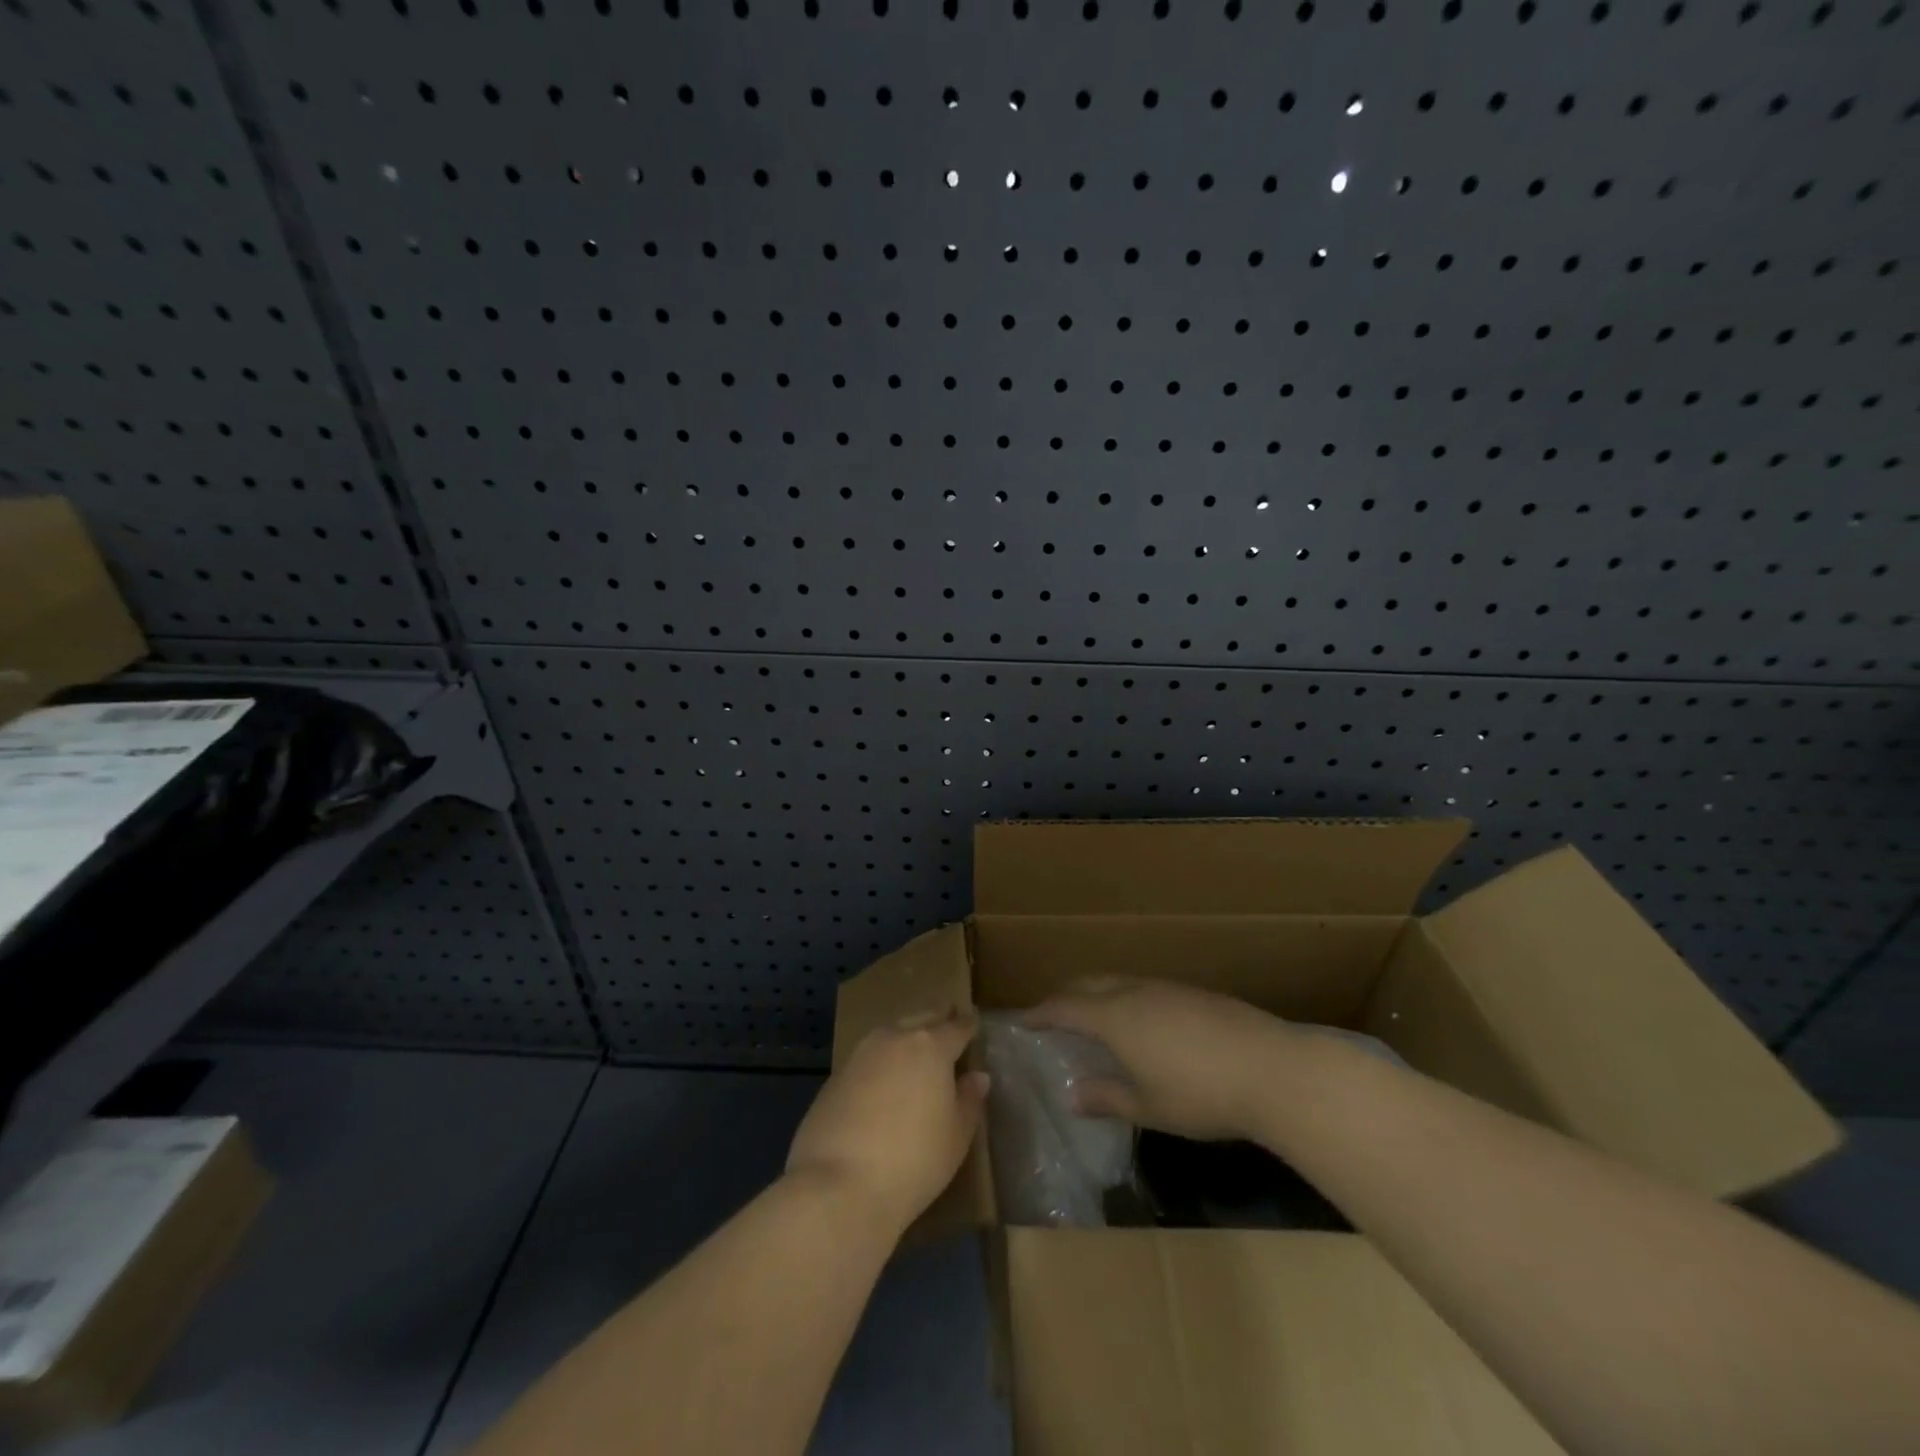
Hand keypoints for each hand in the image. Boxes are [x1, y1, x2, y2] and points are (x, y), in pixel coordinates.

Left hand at [786, 1010, 988, 1234]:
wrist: (839, 1186)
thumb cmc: (914, 1160)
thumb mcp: (956, 1136)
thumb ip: (969, 1100)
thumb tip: (977, 1076)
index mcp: (931, 1045)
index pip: (957, 1026)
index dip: (969, 1025)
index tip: (974, 1023)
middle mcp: (895, 1037)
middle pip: (922, 1019)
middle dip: (937, 1021)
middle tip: (948, 1027)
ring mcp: (861, 1053)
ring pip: (892, 1033)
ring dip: (906, 1037)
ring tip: (917, 1053)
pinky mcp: (835, 1075)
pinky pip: (868, 1057)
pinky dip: (882, 1062)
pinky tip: (884, 1082)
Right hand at [1024, 977, 1298, 1141]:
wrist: (1271, 1070)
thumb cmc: (1200, 1094)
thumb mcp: (1148, 1107)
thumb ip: (1107, 1097)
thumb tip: (1073, 1094)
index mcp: (1115, 1017)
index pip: (1066, 1007)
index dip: (1042, 1013)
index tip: (1024, 1019)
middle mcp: (1136, 992)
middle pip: (1090, 983)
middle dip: (1067, 994)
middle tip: (1053, 1011)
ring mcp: (1167, 988)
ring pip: (1120, 981)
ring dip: (1099, 993)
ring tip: (1095, 1014)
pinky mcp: (1195, 992)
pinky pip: (1146, 987)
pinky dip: (1127, 997)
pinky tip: (1143, 1020)